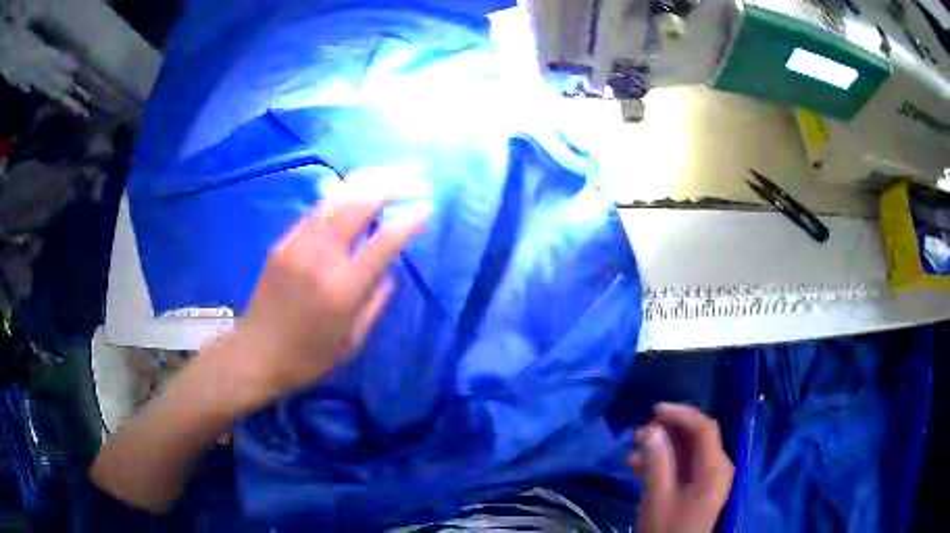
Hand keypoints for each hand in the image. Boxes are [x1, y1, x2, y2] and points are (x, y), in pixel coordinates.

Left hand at [210, 184, 429, 414]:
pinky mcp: (282, 244)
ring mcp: (297, 246)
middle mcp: (319, 258)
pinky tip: (353, 192)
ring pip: (335, 200)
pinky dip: (340, 198)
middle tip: (413, 178)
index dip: (408, 222)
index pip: (382, 243)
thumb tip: (389, 271)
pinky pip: (316, 212)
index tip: (427, 208)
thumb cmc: (308, 357)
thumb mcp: (351, 342)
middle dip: (390, 185)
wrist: (256, 354)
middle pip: (357, 206)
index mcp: (341, 290)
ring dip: (366, 183)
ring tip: (389, 174)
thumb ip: (374, 303)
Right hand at [629, 403, 734, 532]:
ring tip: (633, 453)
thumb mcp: (658, 499)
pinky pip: (685, 463)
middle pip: (696, 436)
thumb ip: (657, 463)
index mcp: (715, 468)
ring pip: (688, 449)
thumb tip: (651, 430)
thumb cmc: (668, 529)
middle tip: (638, 434)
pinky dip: (665, 461)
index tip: (653, 410)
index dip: (681, 413)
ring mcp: (711, 476)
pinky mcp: (701, 485)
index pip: (704, 427)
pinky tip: (641, 467)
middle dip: (667, 431)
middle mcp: (718, 466)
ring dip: (662, 447)